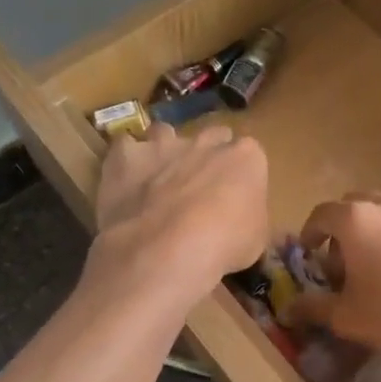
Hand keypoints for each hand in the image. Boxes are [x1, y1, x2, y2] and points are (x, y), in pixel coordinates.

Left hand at [85, 123, 268, 310]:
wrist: (167, 248)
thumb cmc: (223, 246)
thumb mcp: (256, 240)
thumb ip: (250, 217)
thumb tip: (242, 219)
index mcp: (245, 158)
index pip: (249, 154)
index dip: (240, 175)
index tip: (235, 196)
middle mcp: (206, 143)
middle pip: (212, 136)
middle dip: (207, 156)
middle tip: (201, 186)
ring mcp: (163, 145)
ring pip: (165, 132)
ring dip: (163, 150)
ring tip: (158, 178)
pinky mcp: (126, 156)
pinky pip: (124, 146)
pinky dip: (125, 161)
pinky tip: (124, 181)